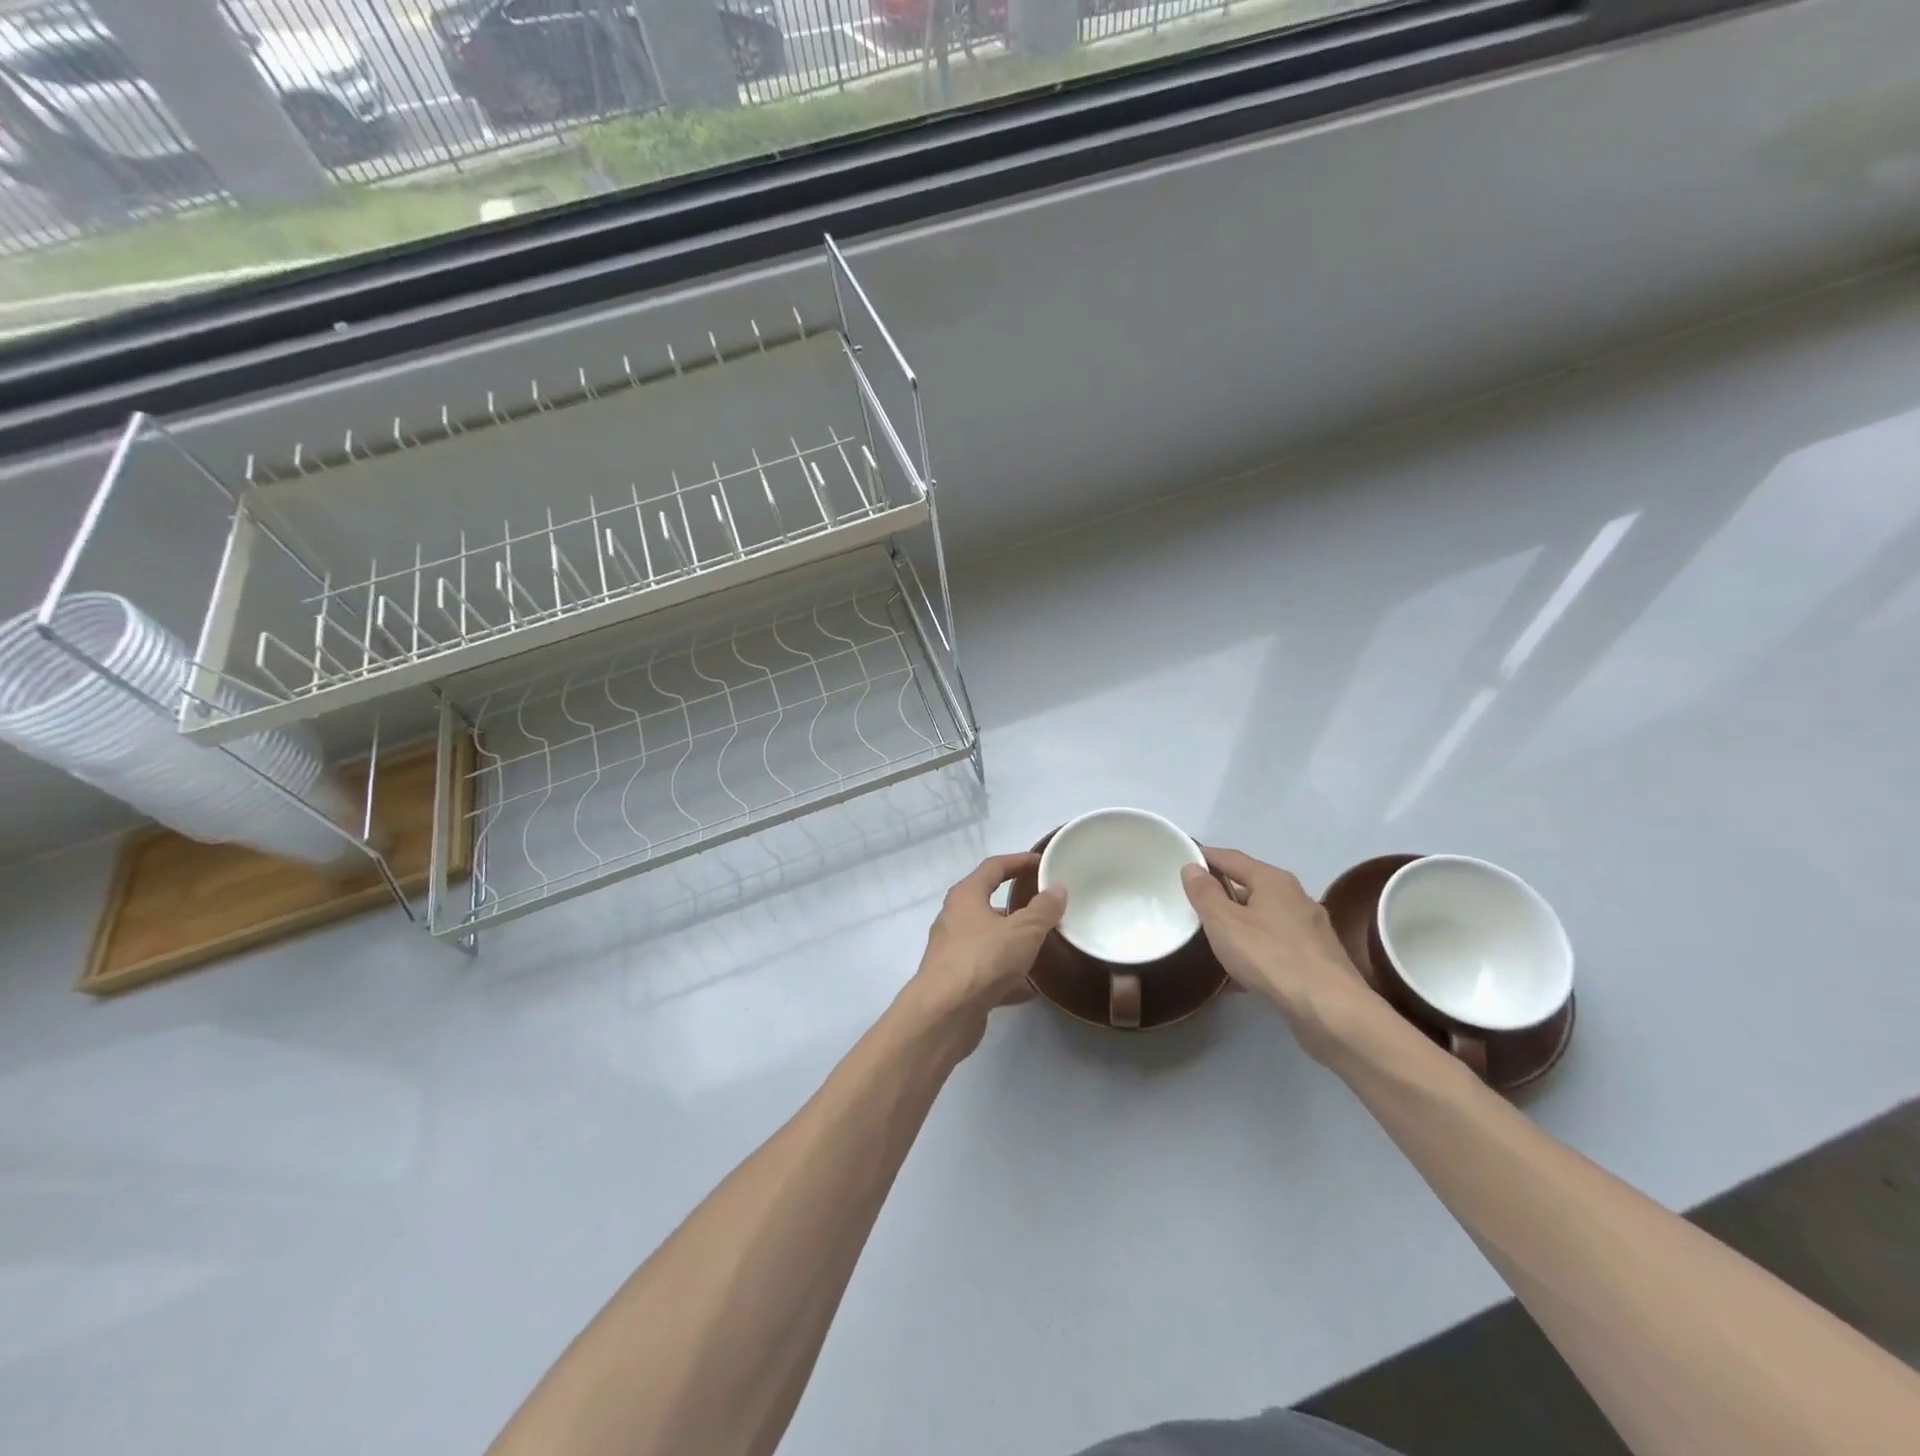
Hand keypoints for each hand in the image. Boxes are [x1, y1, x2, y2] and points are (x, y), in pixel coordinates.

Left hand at [905, 853, 1065, 1048]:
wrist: (944, 1014)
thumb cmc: (983, 959)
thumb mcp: (1023, 931)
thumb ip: (1043, 910)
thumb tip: (1057, 888)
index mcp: (966, 896)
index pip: (994, 867)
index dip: (1019, 861)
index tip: (1042, 863)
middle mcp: (955, 919)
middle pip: (989, 904)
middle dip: (1017, 907)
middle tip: (1046, 909)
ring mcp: (953, 952)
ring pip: (989, 940)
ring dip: (1013, 943)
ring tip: (1043, 948)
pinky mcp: (957, 983)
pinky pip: (988, 972)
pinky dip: (1008, 977)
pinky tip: (1030, 989)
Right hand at [1181, 848, 1375, 1060]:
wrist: (1331, 1010)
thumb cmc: (1271, 957)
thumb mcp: (1224, 923)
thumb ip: (1205, 894)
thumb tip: (1192, 867)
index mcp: (1273, 880)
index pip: (1231, 857)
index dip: (1206, 856)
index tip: (1182, 860)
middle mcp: (1296, 897)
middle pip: (1251, 886)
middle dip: (1222, 892)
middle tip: (1192, 902)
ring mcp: (1310, 928)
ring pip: (1264, 917)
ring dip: (1238, 923)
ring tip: (1211, 937)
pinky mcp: (1317, 958)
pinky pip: (1276, 944)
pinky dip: (1255, 948)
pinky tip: (1240, 971)